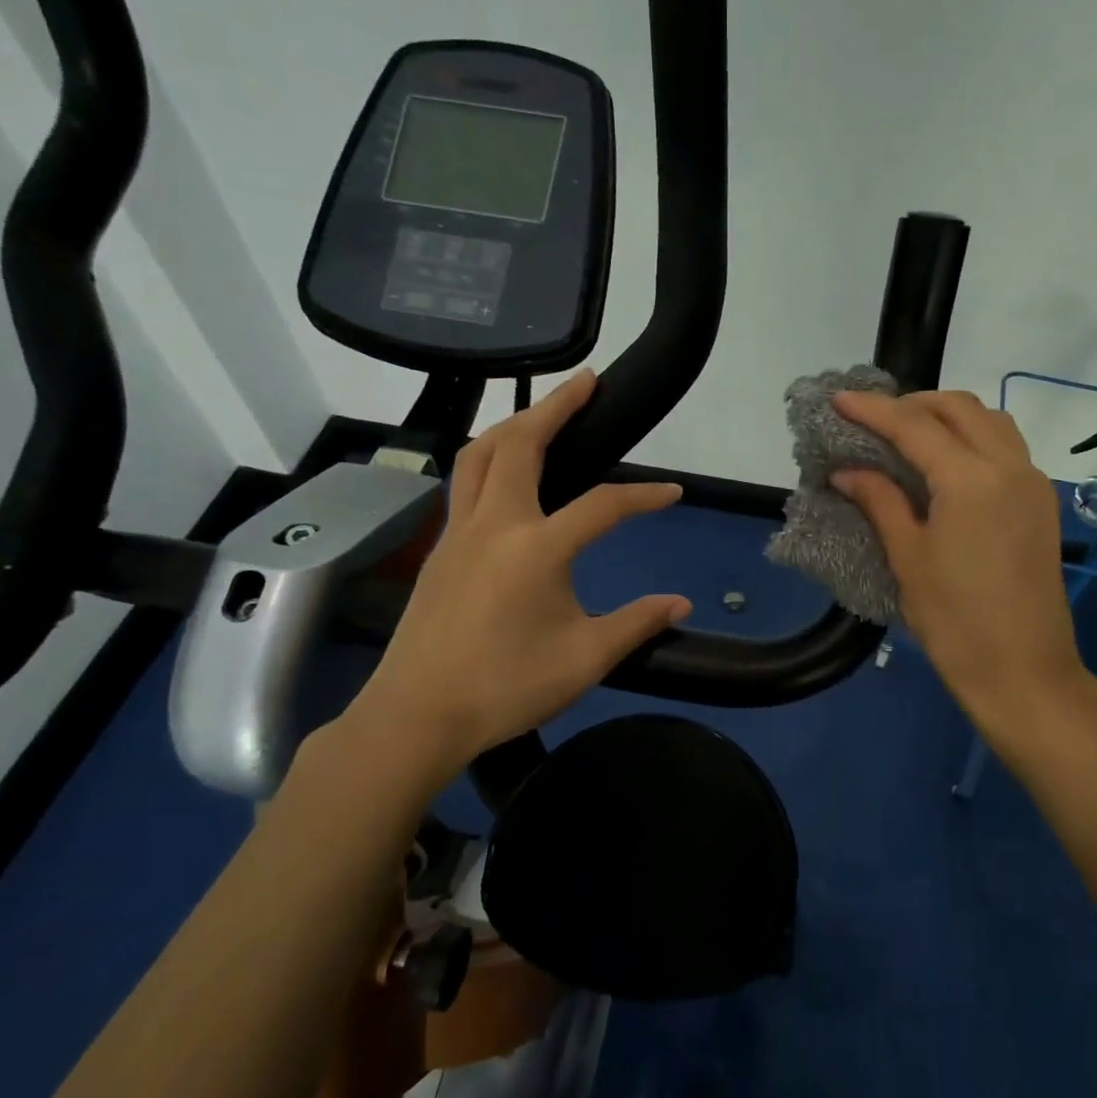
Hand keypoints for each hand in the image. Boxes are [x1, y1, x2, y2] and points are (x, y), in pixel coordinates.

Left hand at [343, 370, 691, 777]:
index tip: (673, 494)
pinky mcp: (439, 548)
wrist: (416, 716)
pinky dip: (490, 458)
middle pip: (521, 443)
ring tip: (542, 413)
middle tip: (587, 381)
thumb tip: (680, 604)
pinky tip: (506, 475)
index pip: (602, 505)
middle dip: (557, 405)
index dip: (643, 496)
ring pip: (479, 454)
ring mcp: (458, 532)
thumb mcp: (585, 659)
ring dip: (513, 424)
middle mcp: (494, 524)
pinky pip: (464, 482)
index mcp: (535, 548)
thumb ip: (636, 623)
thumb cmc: (505, 688)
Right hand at [831, 390, 1091, 736]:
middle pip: (960, 408)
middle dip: (913, 403)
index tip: (838, 400)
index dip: (873, 410)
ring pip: (990, 421)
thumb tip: (846, 471)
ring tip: (908, 434)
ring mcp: (1032, 483)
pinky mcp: (1041, 503)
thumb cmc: (955, 622)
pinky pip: (1006, 447)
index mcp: (971, 480)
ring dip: (948, 415)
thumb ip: (880, 502)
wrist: (1024, 672)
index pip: (915, 425)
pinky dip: (972, 437)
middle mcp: (1010, 467)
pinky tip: (945, 462)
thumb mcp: (909, 559)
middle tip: (873, 419)